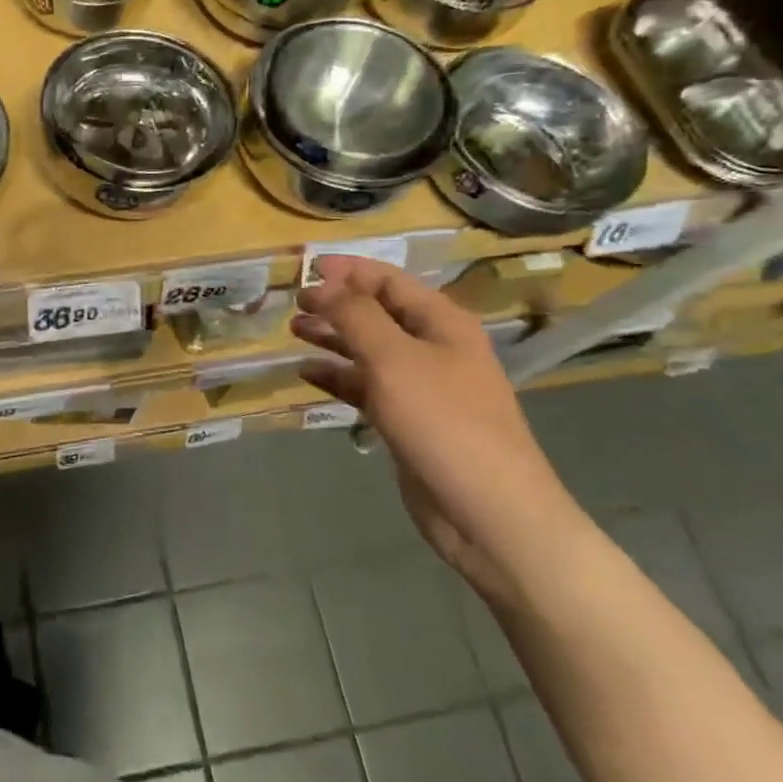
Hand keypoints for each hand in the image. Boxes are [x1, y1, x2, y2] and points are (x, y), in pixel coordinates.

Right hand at [291, 256, 581, 600]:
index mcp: (441, 323)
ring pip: (369, 350)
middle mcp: (434, 348)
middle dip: (336, 304)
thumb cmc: (443, 422)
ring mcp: (422, 387)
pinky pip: (366, 388)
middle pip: (378, 313)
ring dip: (333, 338)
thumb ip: (355, 315)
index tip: (305, 269)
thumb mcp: (393, 358)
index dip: (348, 271)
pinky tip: (307, 374)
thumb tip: (324, 285)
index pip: (389, 280)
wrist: (488, 512)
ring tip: (294, 331)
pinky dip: (338, 377)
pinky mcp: (408, 421)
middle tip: (294, 303)